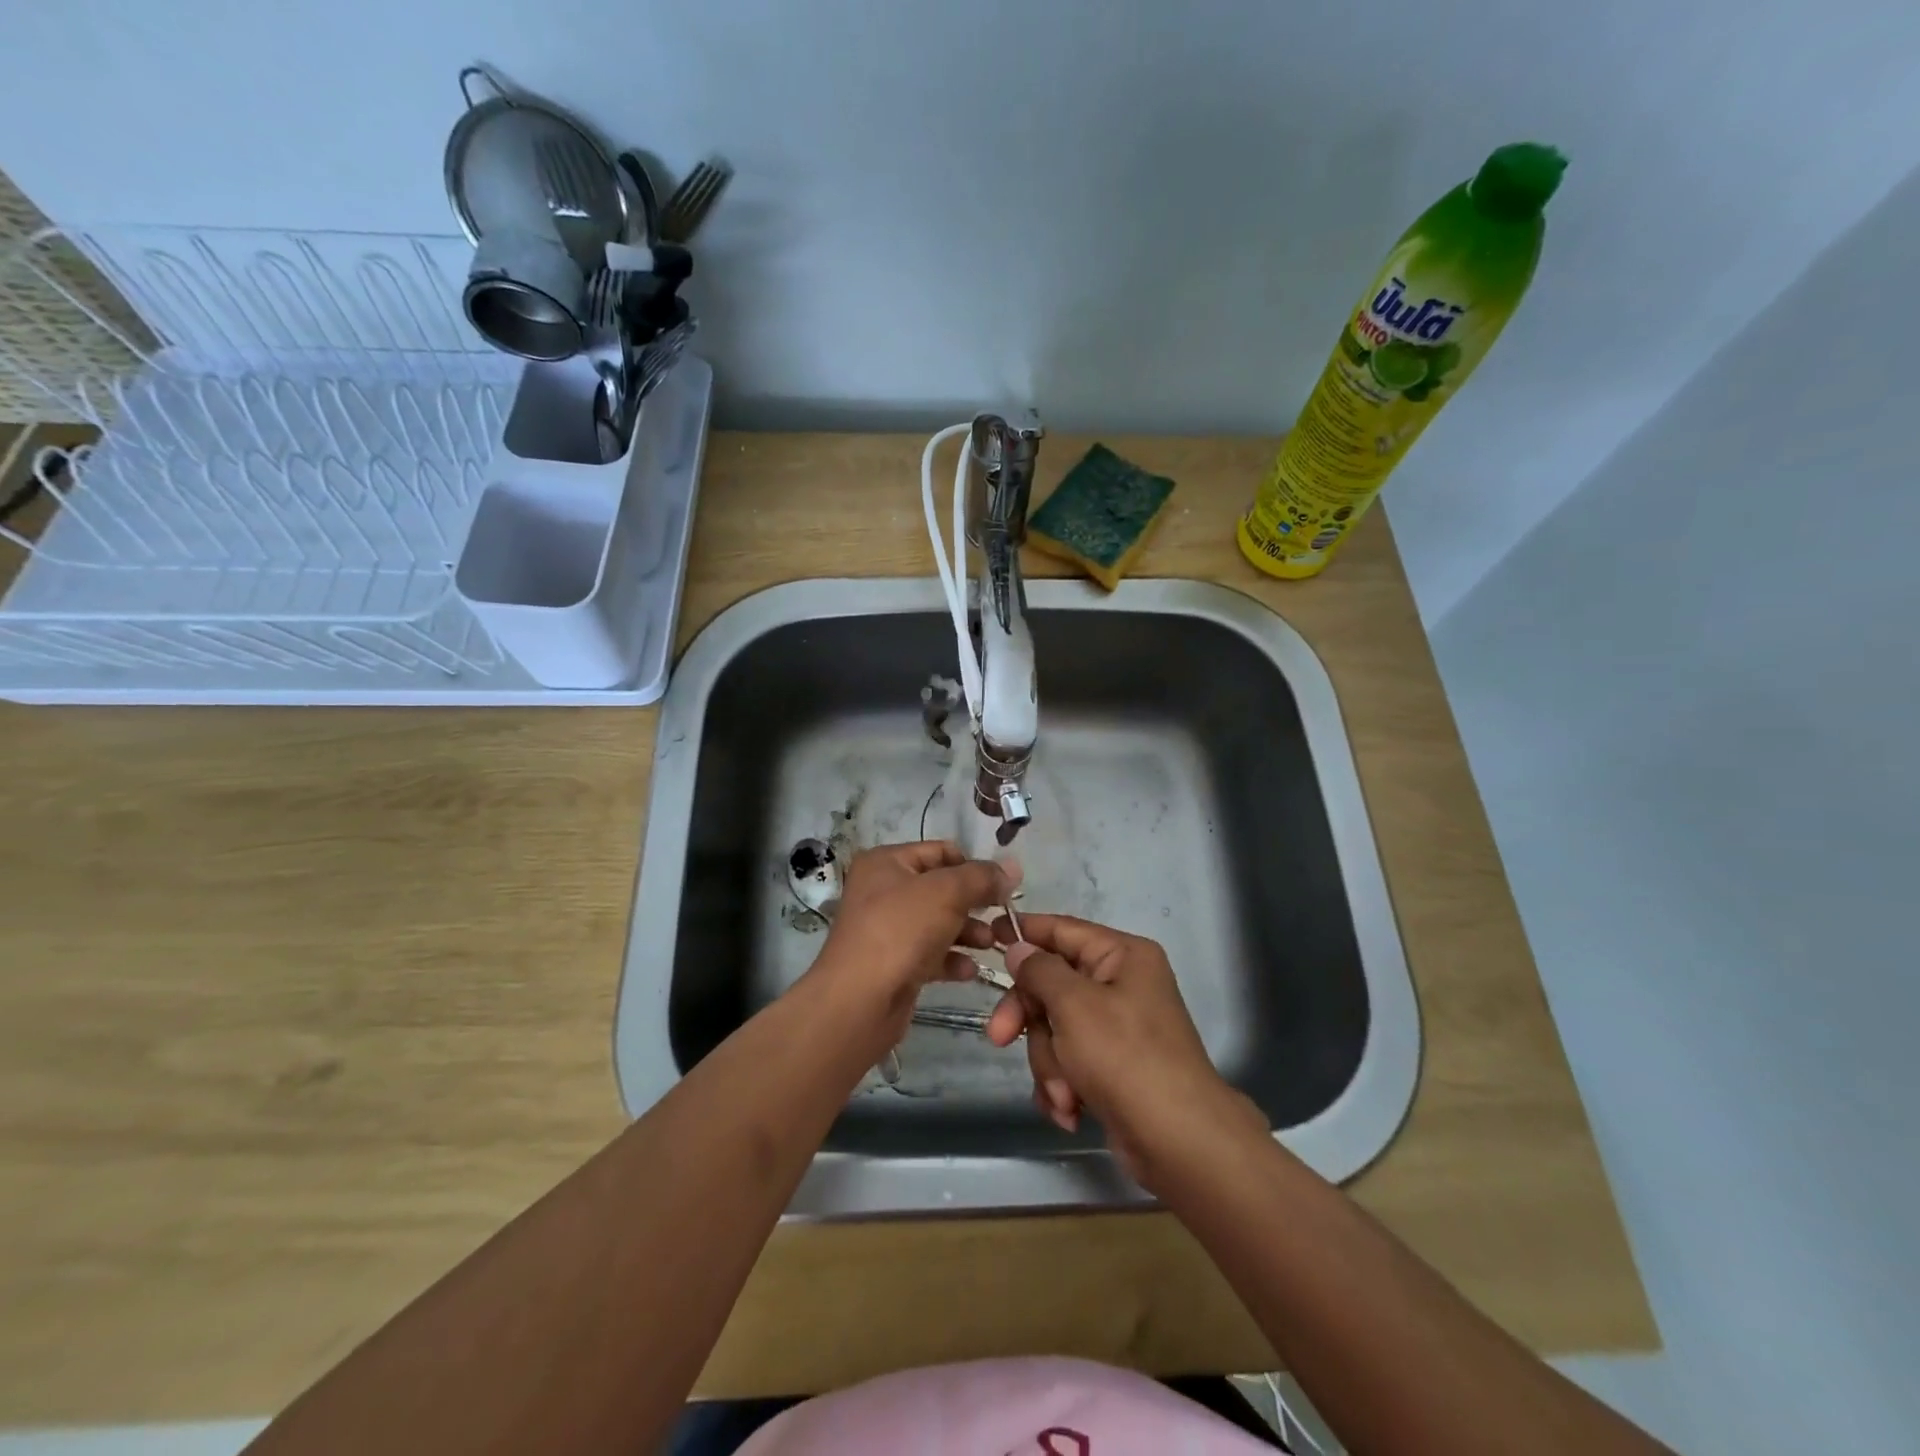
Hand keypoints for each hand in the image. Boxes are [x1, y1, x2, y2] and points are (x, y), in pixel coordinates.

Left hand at [805, 841, 1014, 1058]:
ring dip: (969, 932)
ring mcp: (886, 929)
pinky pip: (930, 954)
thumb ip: (982, 878)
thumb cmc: (901, 932)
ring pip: (938, 923)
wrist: (859, 1001)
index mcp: (886, 863)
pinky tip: (970, 971)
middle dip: (974, 903)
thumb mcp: (947, 893)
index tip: (1003, 887)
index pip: (940, 851)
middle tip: (1004, 917)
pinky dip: (951, 959)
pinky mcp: (893, 964)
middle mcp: (883, 891)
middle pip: (941, 889)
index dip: (973, 866)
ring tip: (994, 945)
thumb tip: (1012, 868)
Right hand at [985, 914, 1267, 1189]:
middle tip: (1000, 1038)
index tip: (988, 936)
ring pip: (1055, 1028)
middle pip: (1052, 985)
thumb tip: (1019, 948)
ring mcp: (1117, 1028)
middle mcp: (1121, 985)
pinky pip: (1068, 1061)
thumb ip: (1040, 970)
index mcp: (1122, 956)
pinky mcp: (1111, 1067)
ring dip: (1050, 1063)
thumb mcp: (1074, 1004)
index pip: (1063, 930)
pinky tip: (1070, 1109)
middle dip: (1030, 1019)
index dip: (1025, 931)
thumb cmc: (1125, 1057)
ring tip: (1064, 1093)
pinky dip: (1063, 1085)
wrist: (1177, 1141)